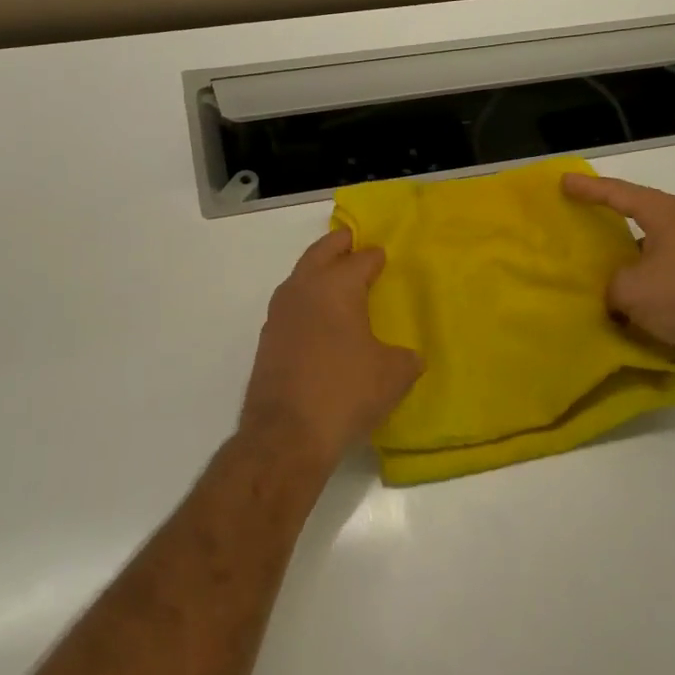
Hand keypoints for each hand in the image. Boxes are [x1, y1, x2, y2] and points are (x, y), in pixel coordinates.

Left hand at [241, 229, 421, 475]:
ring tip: (336, 278)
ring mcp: (279, 313)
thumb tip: (407, 356)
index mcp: (337, 286)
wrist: (286, 434)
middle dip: (338, 244)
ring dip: (317, 270)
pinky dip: (306, 300)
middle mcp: (303, 289)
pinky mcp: (267, 339)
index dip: (375, 256)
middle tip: (352, 239)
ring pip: (300, 276)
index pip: (361, 259)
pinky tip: (318, 319)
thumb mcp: (393, 375)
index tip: (384, 255)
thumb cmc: (346, 392)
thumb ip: (405, 357)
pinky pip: (291, 305)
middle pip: (321, 253)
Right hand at [561, 173, 674, 373]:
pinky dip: (638, 275)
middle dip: (605, 213)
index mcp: (662, 213)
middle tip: (576, 212)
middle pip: (634, 211)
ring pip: (646, 243)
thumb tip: (610, 292)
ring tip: (593, 257)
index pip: (616, 193)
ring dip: (622, 250)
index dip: (588, 188)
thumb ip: (608, 285)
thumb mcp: (630, 290)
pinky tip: (622, 292)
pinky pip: (658, 268)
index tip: (563, 181)